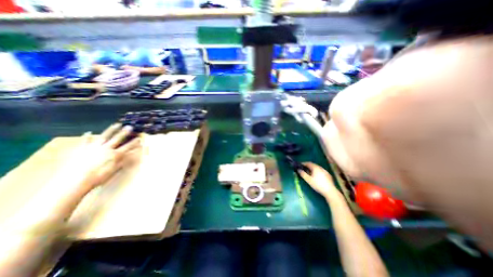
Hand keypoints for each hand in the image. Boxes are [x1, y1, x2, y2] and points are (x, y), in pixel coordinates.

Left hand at [63, 124, 140, 192]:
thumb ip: (123, 161)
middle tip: (130, 126)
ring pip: (104, 136)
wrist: (74, 181)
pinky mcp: (82, 149)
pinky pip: (85, 141)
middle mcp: (106, 148)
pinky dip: (87, 136)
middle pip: (117, 139)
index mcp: (115, 154)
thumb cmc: (98, 177)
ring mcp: (93, 148)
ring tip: (116, 124)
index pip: (128, 147)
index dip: (134, 142)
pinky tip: (89, 132)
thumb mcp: (114, 170)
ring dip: (111, 130)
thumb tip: (132, 154)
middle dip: (125, 133)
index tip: (139, 138)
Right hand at [296, 162, 343, 200]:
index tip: (299, 165)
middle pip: (313, 165)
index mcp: (315, 167)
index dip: (303, 163)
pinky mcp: (328, 175)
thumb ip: (303, 174)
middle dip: (308, 166)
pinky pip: (321, 171)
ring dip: (312, 169)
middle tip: (303, 168)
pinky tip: (316, 176)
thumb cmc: (318, 185)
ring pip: (317, 168)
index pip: (308, 163)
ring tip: (309, 172)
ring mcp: (325, 171)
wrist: (330, 191)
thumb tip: (298, 170)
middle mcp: (320, 168)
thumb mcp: (308, 180)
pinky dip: (317, 171)